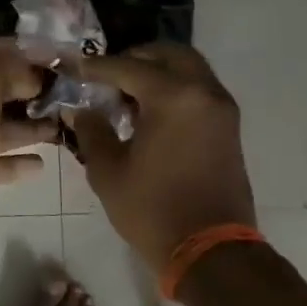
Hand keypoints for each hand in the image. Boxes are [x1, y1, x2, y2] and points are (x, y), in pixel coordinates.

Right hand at [69, 43, 256, 273]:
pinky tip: (152, 112)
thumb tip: (81, 110)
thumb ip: (92, 131)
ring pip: (189, 68)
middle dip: (136, 57)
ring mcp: (221, 108)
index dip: (98, 67)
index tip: (77, 69)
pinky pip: (200, 89)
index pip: (127, 67)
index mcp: (172, 97)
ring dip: (159, 71)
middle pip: (168, 54)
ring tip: (129, 94)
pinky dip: (176, 88)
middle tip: (109, 75)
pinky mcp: (229, 127)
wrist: (211, 251)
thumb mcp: (108, 171)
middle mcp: (202, 92)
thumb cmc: (153, 210)